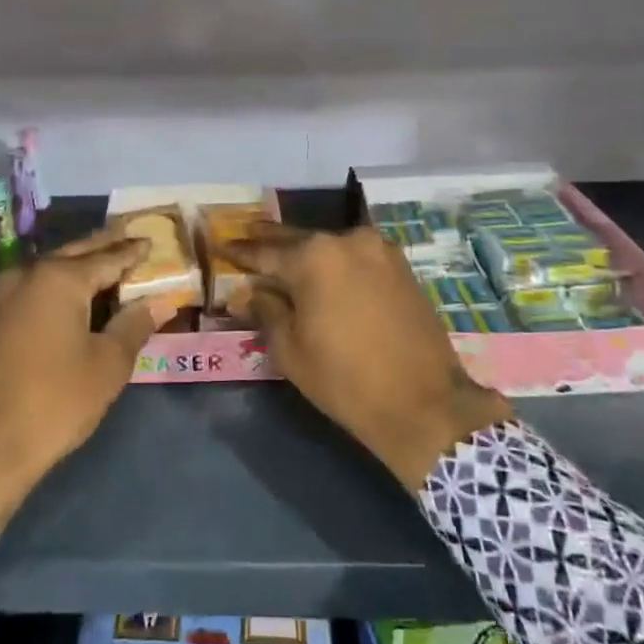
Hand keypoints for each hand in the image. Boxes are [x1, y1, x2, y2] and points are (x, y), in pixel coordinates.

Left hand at [0, 225, 159, 530]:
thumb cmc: (54, 403)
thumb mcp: (107, 366)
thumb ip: (134, 325)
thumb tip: (160, 301)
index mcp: (59, 279)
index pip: (107, 257)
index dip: (132, 252)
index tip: (150, 242)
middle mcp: (26, 275)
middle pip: (74, 254)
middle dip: (103, 247)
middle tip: (129, 240)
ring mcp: (0, 296)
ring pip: (48, 271)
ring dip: (77, 266)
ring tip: (105, 266)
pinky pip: (31, 290)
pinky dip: (55, 287)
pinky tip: (69, 299)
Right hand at [227, 224, 511, 490]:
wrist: (424, 403)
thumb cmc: (345, 379)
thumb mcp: (290, 349)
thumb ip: (265, 310)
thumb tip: (246, 292)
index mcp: (313, 256)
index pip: (265, 251)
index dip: (240, 252)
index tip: (220, 246)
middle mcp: (346, 240)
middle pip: (298, 240)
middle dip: (270, 244)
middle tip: (246, 241)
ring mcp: (379, 249)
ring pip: (329, 246)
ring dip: (305, 253)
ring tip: (282, 260)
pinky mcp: (401, 266)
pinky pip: (355, 256)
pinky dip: (335, 262)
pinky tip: (322, 274)